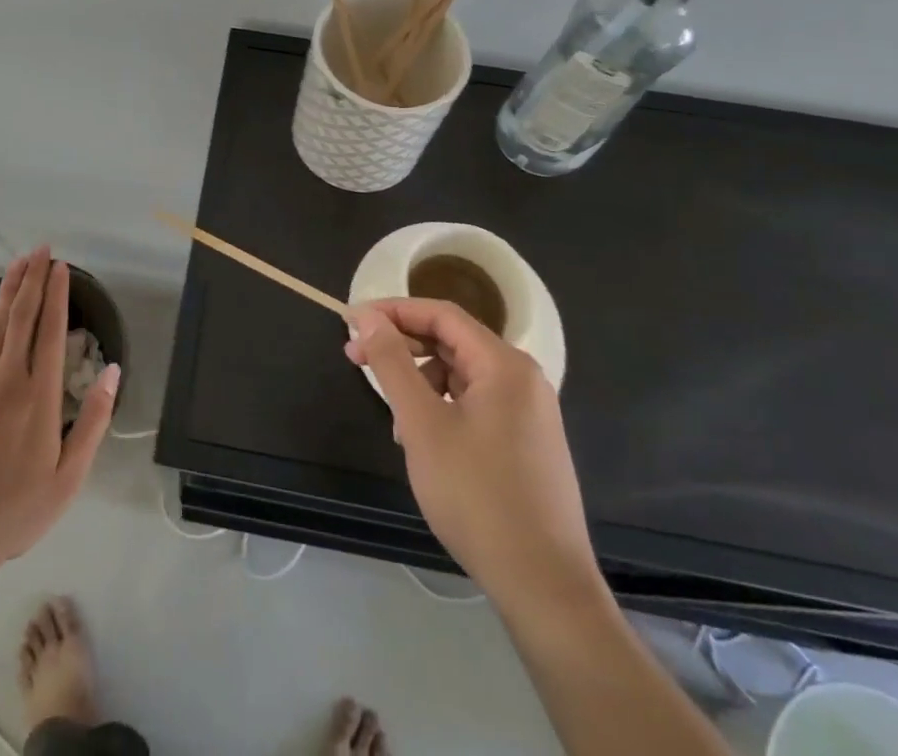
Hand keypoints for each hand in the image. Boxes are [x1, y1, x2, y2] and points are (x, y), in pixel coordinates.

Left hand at [0, 248, 118, 568]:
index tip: (60, 267)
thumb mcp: (68, 477)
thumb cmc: (15, 510)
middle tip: (40, 249)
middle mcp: (8, 381)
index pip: (50, 332)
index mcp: (40, 397)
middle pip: (22, 319)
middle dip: (32, 280)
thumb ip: (93, 421)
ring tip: (17, 262)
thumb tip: (113, 372)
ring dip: (9, 291)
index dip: (56, 296)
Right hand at [345, 297, 602, 617]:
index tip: (352, 322)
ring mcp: (530, 412)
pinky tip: (425, 441)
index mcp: (504, 364)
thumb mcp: (422, 425)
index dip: (393, 311)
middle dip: (403, 346)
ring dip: (421, 382)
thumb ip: (393, 363)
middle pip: (453, 341)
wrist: (545, 587)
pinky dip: (444, 407)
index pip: (441, 314)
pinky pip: (478, 404)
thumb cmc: (478, 496)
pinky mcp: (529, 443)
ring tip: (395, 419)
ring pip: (463, 375)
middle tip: (356, 359)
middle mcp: (523, 378)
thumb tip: (370, 318)